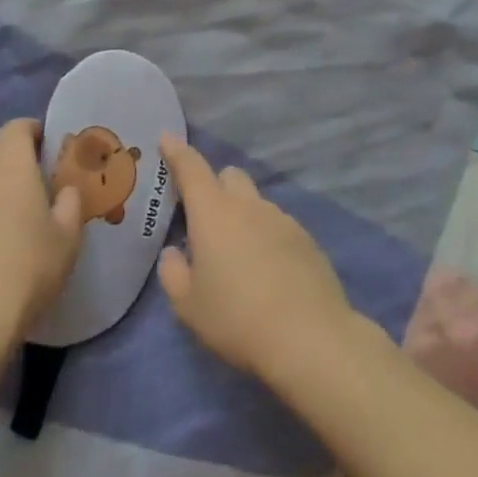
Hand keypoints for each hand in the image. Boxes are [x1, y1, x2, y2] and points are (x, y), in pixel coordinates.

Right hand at [156, 136, 355, 382]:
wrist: (310, 338)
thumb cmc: (237, 318)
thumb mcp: (189, 306)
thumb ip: (174, 273)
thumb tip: (175, 255)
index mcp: (213, 213)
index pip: (192, 168)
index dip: (177, 151)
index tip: (167, 138)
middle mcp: (249, 206)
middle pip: (230, 176)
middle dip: (215, 186)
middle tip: (206, 219)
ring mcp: (282, 220)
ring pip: (257, 202)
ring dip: (243, 215)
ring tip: (240, 256)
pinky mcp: (308, 240)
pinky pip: (279, 226)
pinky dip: (268, 237)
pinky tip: (269, 272)